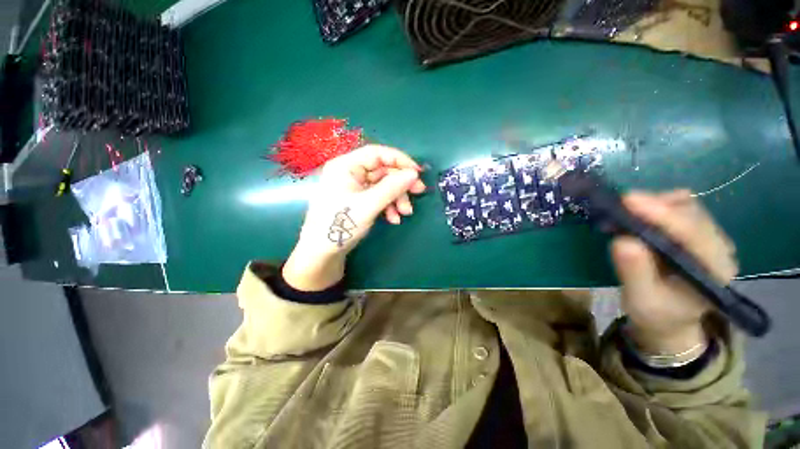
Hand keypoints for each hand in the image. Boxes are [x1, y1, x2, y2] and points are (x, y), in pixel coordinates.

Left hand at [283, 145, 425, 290]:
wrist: (322, 253)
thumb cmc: (340, 225)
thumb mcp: (368, 205)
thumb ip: (392, 188)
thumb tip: (414, 173)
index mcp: (346, 166)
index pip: (377, 153)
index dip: (400, 160)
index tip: (418, 172)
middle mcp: (350, 172)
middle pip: (382, 171)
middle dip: (400, 184)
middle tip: (419, 193)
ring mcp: (354, 187)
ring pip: (383, 185)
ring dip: (397, 198)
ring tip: (405, 213)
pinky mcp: (358, 200)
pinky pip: (378, 197)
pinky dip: (388, 206)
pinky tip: (393, 219)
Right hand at [611, 190, 737, 353]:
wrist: (671, 317)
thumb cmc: (656, 312)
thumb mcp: (641, 299)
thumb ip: (634, 272)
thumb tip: (621, 240)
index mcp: (714, 270)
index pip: (693, 234)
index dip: (663, 214)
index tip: (629, 201)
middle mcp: (719, 248)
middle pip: (692, 213)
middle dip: (656, 205)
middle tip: (619, 205)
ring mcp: (710, 237)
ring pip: (687, 206)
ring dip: (655, 203)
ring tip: (626, 211)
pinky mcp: (696, 231)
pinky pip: (680, 207)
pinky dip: (658, 205)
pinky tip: (640, 213)